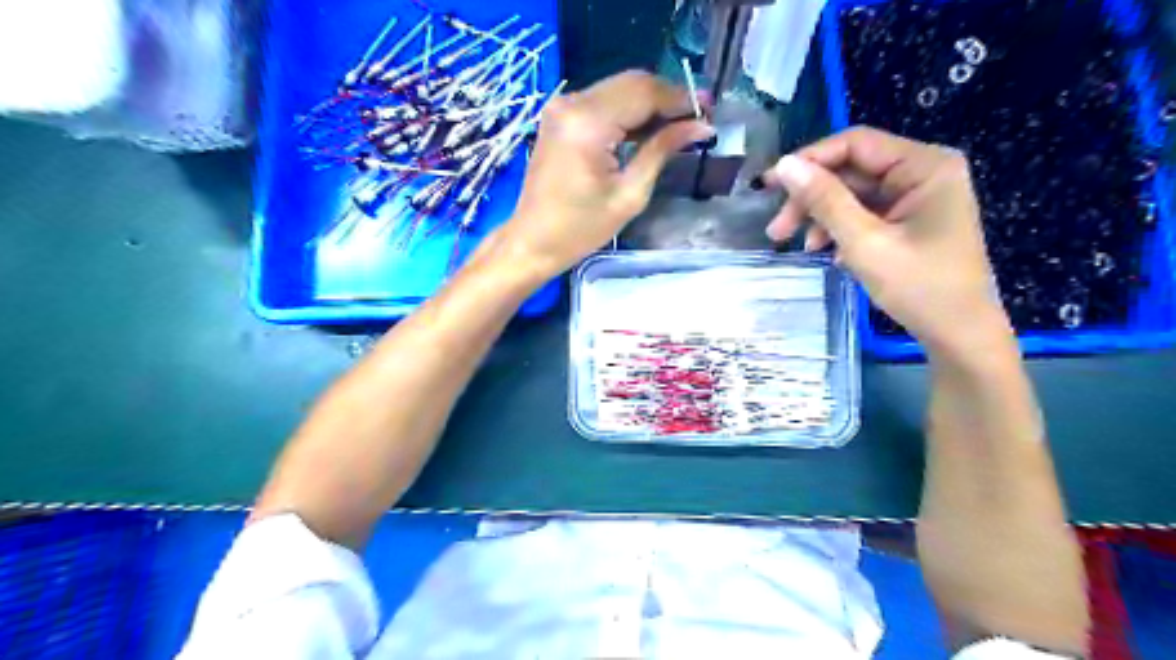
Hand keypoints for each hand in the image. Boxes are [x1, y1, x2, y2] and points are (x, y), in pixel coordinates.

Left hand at [492, 70, 712, 275]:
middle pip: (632, 83)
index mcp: (588, 123)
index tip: (709, 111)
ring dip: (650, 103)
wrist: (532, 241)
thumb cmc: (580, 229)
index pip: (644, 93)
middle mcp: (571, 103)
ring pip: (619, 89)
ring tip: (679, 125)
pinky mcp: (559, 116)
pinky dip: (628, 111)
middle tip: (698, 118)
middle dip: (668, 98)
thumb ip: (662, 150)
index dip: (680, 99)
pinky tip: (648, 129)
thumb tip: (700, 126)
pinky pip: (603, 101)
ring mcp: (561, 106)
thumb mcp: (629, 194)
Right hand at [763, 126, 1010, 356]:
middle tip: (777, 230)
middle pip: (851, 171)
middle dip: (811, 198)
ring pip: (853, 194)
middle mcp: (923, 172)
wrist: (958, 335)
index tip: (770, 186)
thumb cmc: (919, 287)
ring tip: (799, 247)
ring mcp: (916, 198)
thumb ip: (824, 200)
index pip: (856, 144)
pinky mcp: (908, 221)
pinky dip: (839, 230)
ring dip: (821, 217)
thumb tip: (784, 166)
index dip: (809, 160)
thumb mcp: (864, 242)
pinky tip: (827, 253)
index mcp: (925, 165)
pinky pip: (863, 213)